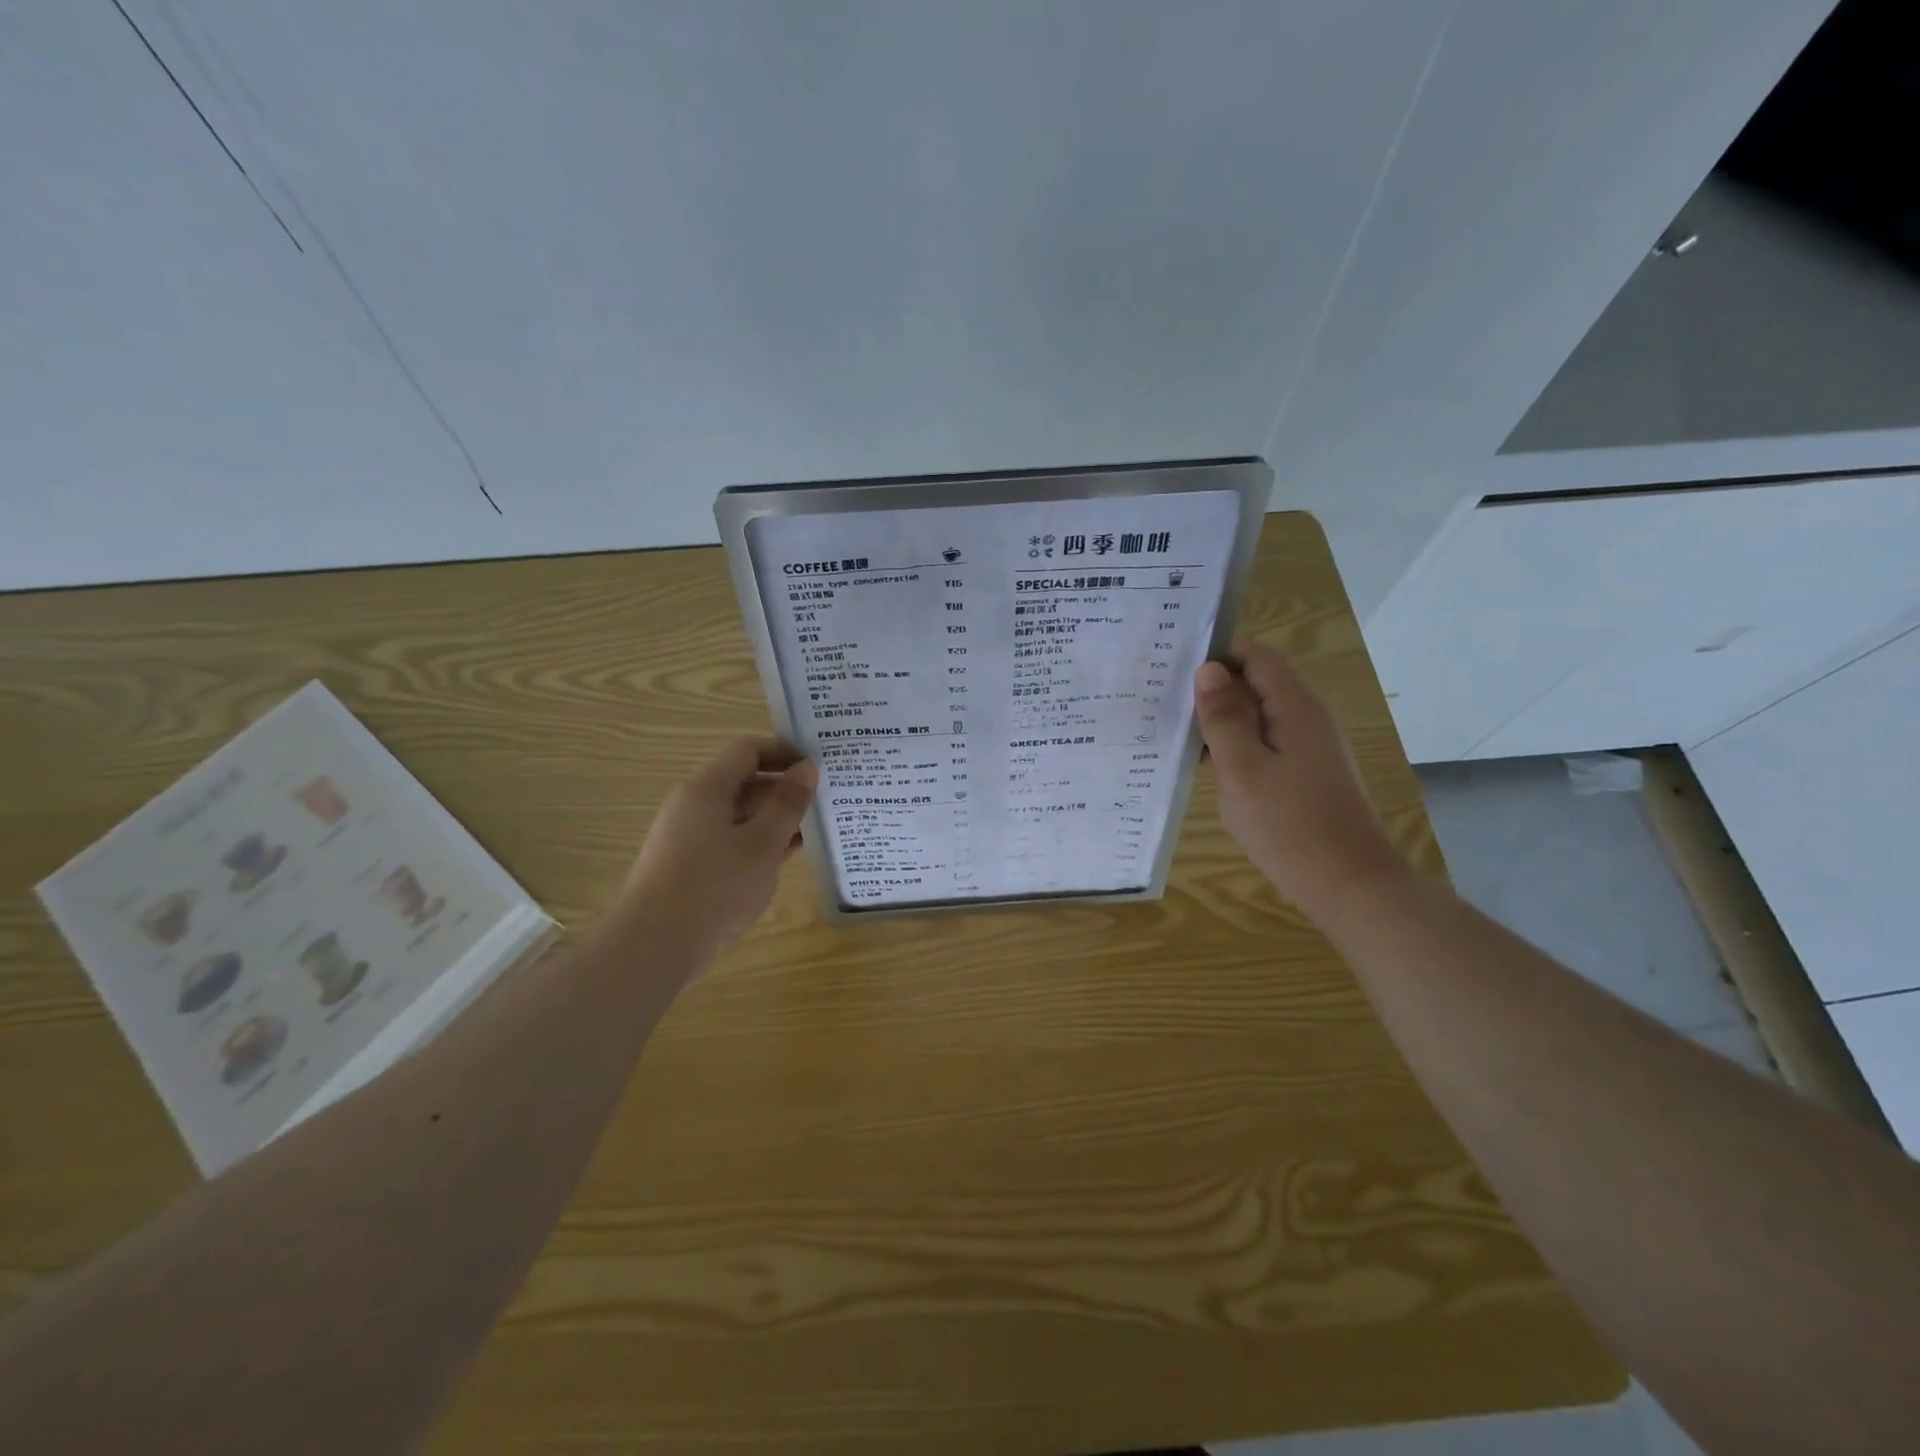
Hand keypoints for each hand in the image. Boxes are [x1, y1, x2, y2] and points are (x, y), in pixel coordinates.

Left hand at [620, 736, 817, 951]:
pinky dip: (758, 844)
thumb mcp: (762, 843)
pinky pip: (731, 841)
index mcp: (706, 788)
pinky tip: (785, 859)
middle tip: (824, 802)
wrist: (653, 947)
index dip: (784, 752)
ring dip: (775, 820)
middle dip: (784, 789)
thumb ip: (787, 803)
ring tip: (814, 832)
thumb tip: (808, 767)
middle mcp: (694, 805)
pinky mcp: (690, 866)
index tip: (818, 767)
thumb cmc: (713, 887)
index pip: (748, 750)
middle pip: (744, 781)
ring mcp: (689, 837)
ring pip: (740, 815)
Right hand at [1194, 643, 1406, 921]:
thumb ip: (1224, 718)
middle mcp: (1306, 720)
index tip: (1176, 672)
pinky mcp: (1305, 775)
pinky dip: (1236, 748)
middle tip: (1165, 706)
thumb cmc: (1290, 826)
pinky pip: (1265, 746)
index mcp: (1295, 709)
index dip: (1218, 656)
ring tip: (1176, 736)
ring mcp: (1309, 749)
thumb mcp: (1243, 770)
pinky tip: (1206, 768)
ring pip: (1258, 718)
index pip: (1256, 657)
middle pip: (1256, 685)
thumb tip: (1208, 670)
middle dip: (1214, 691)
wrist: (1349, 885)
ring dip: (1221, 723)